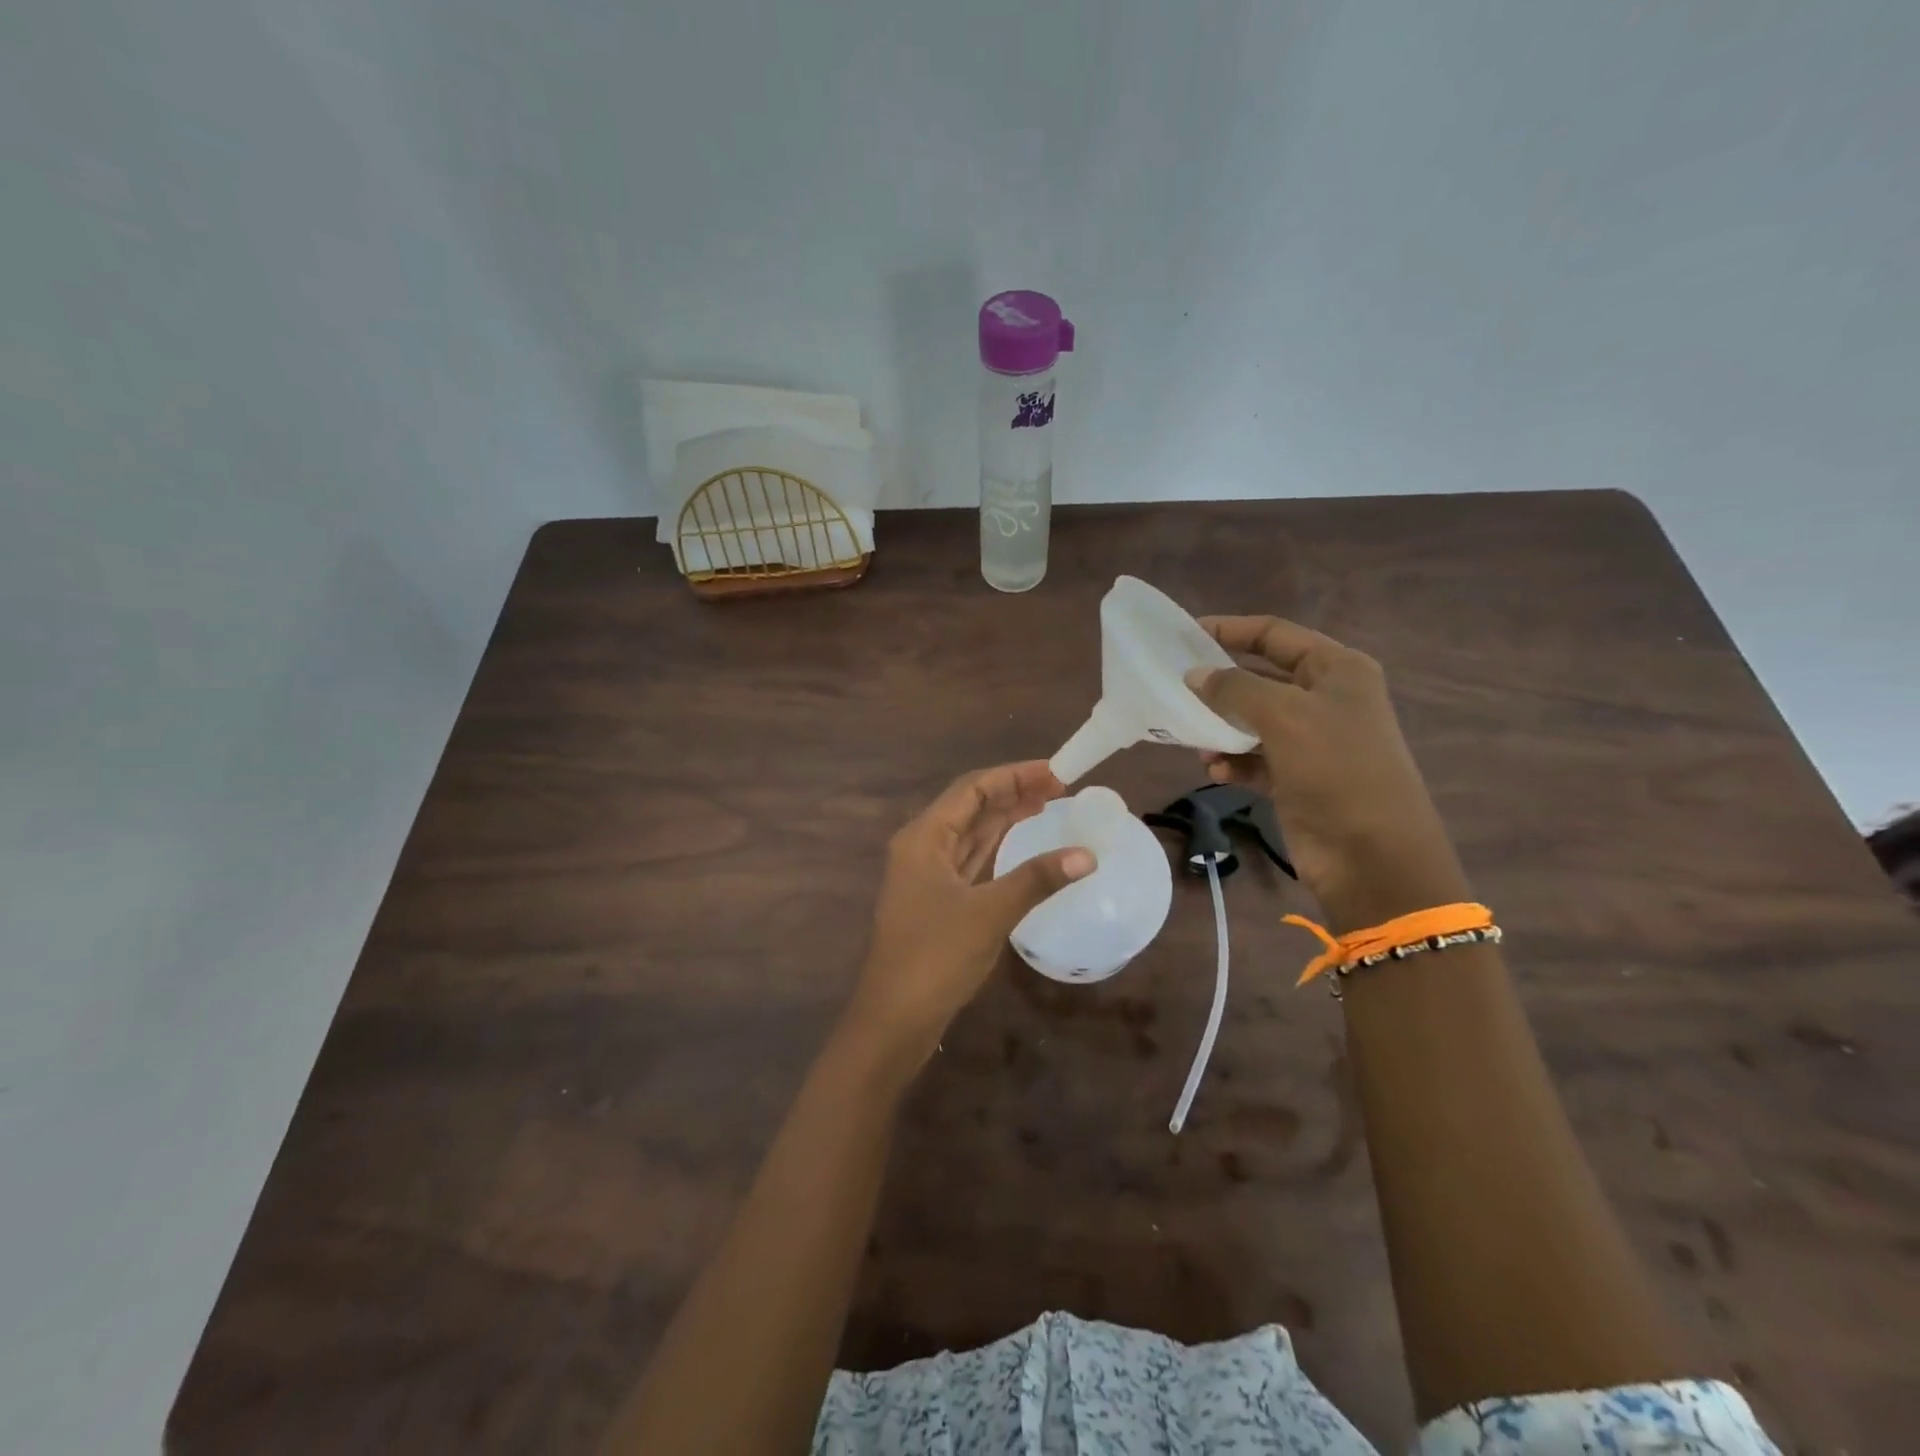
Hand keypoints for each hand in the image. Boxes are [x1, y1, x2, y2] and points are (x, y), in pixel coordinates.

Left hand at [848, 762, 1093, 1060]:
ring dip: (1006, 818)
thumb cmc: (935, 956)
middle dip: (1013, 793)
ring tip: (1048, 806)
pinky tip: (1021, 845)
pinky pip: (971, 860)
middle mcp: (922, 847)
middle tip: (1060, 788)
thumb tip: (1087, 856)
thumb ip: (1037, 879)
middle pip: (970, 807)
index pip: (972, 788)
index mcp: (924, 837)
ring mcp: (927, 875)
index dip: (1014, 776)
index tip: (1056, 773)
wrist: (894, 1019)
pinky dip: (997, 848)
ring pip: (971, 834)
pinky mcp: (937, 900)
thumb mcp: (990, 913)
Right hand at [1185, 616, 1469, 931]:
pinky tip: (1217, 772)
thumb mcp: (1284, 717)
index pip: (1275, 634)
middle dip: (1220, 685)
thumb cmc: (1336, 770)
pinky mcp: (1298, 779)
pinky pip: (1255, 759)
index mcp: (1337, 671)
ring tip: (1196, 740)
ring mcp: (1313, 741)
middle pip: (1261, 678)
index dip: (1230, 629)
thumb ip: (1235, 688)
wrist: (1373, 857)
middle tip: (1176, 687)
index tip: (1184, 634)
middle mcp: (1326, 700)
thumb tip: (1194, 675)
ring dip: (1221, 729)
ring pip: (1253, 721)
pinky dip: (1234, 762)